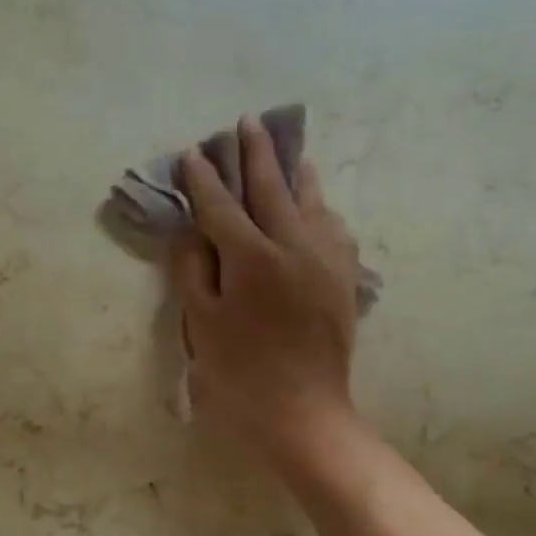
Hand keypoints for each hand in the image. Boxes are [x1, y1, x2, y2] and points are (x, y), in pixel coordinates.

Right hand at [174, 116, 363, 460]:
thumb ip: (194, 271)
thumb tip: (192, 233)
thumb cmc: (239, 373)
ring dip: (294, 173)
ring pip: (311, 202)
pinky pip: (334, 228)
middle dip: (255, 155)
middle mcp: (294, 247)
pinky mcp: (344, 280)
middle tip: (245, 123)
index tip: (193, 153)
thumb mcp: (202, 324)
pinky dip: (321, 208)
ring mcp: (326, 261)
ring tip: (289, 152)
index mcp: (252, 258)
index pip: (221, 206)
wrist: (301, 412)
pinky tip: (317, 206)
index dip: (203, 179)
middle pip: (271, 189)